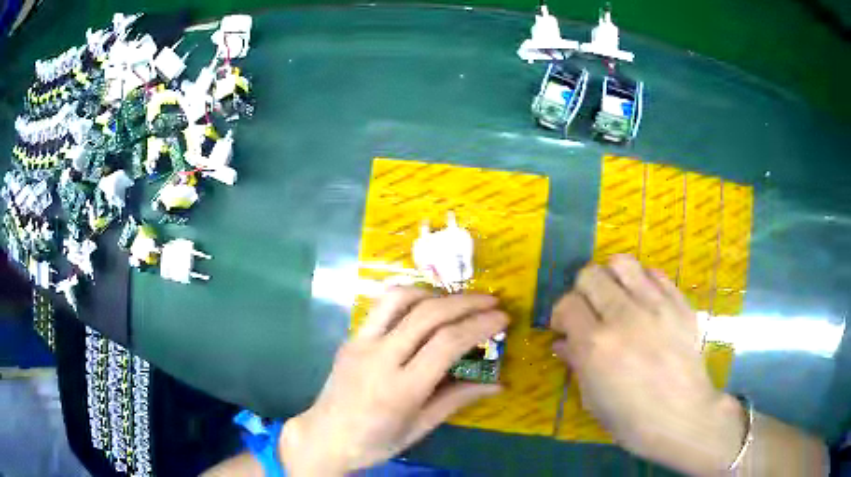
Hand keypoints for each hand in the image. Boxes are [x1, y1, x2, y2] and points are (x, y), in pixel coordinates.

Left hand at [280, 287, 507, 475]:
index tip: (502, 318)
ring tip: (457, 300)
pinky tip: (424, 306)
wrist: (325, 436)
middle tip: (491, 301)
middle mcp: (380, 358)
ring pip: (399, 299)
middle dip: (465, 303)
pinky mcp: (351, 337)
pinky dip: (408, 297)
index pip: (447, 344)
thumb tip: (497, 384)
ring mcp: (361, 343)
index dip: (479, 326)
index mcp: (401, 389)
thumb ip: (457, 400)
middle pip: (428, 315)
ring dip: (434, 292)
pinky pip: (381, 306)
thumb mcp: (420, 427)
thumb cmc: (376, 441)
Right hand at [550, 255, 744, 474]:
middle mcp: (624, 316)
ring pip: (622, 263)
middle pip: (590, 275)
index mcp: (596, 345)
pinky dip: (643, 282)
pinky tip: (645, 301)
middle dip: (582, 291)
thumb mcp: (593, 398)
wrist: (682, 416)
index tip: (566, 328)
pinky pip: (655, 274)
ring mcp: (656, 305)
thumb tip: (561, 341)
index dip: (561, 314)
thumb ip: (576, 362)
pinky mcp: (679, 303)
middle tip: (590, 311)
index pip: (567, 304)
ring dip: (612, 276)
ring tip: (616, 296)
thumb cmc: (631, 418)